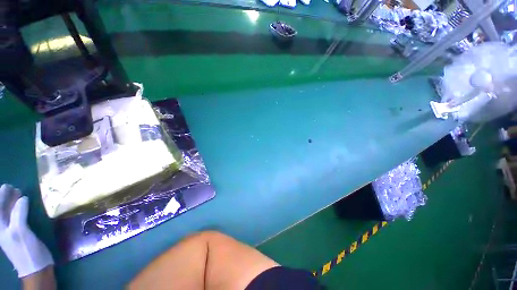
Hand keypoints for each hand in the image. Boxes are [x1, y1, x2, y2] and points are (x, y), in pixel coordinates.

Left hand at [0, 184, 53, 276]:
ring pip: (8, 213)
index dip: (0, 196)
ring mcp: (11, 231)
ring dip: (11, 203)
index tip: (8, 186)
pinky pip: (15, 218)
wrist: (36, 268)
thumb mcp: (20, 232)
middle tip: (12, 188)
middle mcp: (3, 228)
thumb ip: (18, 214)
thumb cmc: (26, 250)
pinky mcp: (19, 233)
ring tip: (18, 194)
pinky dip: (17, 210)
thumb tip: (22, 198)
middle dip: (5, 198)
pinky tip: (23, 207)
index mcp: (0, 227)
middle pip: (1, 210)